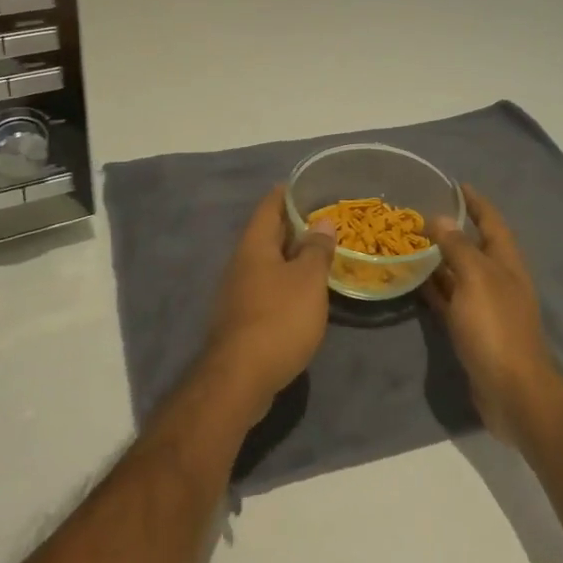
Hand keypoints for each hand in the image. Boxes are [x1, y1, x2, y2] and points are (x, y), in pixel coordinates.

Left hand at [201, 187, 336, 421]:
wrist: (240, 378)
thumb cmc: (278, 318)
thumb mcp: (307, 280)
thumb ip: (316, 249)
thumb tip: (322, 221)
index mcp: (254, 246)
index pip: (269, 206)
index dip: (288, 192)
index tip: (308, 183)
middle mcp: (241, 263)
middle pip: (267, 234)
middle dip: (293, 224)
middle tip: (325, 218)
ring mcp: (237, 292)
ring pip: (267, 262)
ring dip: (291, 255)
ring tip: (320, 253)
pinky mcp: (241, 318)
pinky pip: (267, 287)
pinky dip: (286, 281)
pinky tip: (305, 292)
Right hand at [425, 186, 562, 445]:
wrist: (512, 391)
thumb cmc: (496, 328)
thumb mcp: (476, 279)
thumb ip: (458, 247)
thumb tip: (441, 218)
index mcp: (506, 263)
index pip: (492, 222)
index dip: (476, 202)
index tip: (455, 185)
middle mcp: (499, 280)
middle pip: (476, 246)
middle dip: (453, 229)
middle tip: (421, 213)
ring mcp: (487, 306)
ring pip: (461, 273)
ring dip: (441, 258)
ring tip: (411, 243)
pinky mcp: (474, 330)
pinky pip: (452, 300)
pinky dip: (435, 288)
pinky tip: (414, 281)